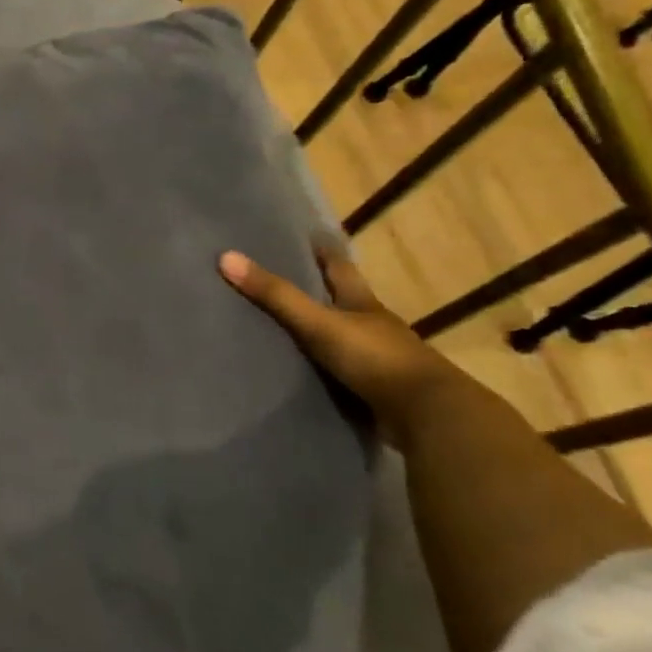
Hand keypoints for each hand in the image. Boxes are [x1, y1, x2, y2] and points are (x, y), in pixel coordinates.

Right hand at [219, 248, 460, 444]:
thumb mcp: (319, 323)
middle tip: (287, 277)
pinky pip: (342, 372)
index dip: (324, 251)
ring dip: (322, 331)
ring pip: (344, 336)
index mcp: (362, 303)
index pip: (340, 268)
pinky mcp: (374, 390)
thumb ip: (275, 295)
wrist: (426, 415)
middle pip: (344, 300)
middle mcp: (372, 326)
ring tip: (287, 326)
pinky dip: (324, 368)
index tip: (310, 236)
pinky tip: (304, 370)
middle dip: (321, 289)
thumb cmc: (374, 358)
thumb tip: (225, 257)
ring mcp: (377, 359)